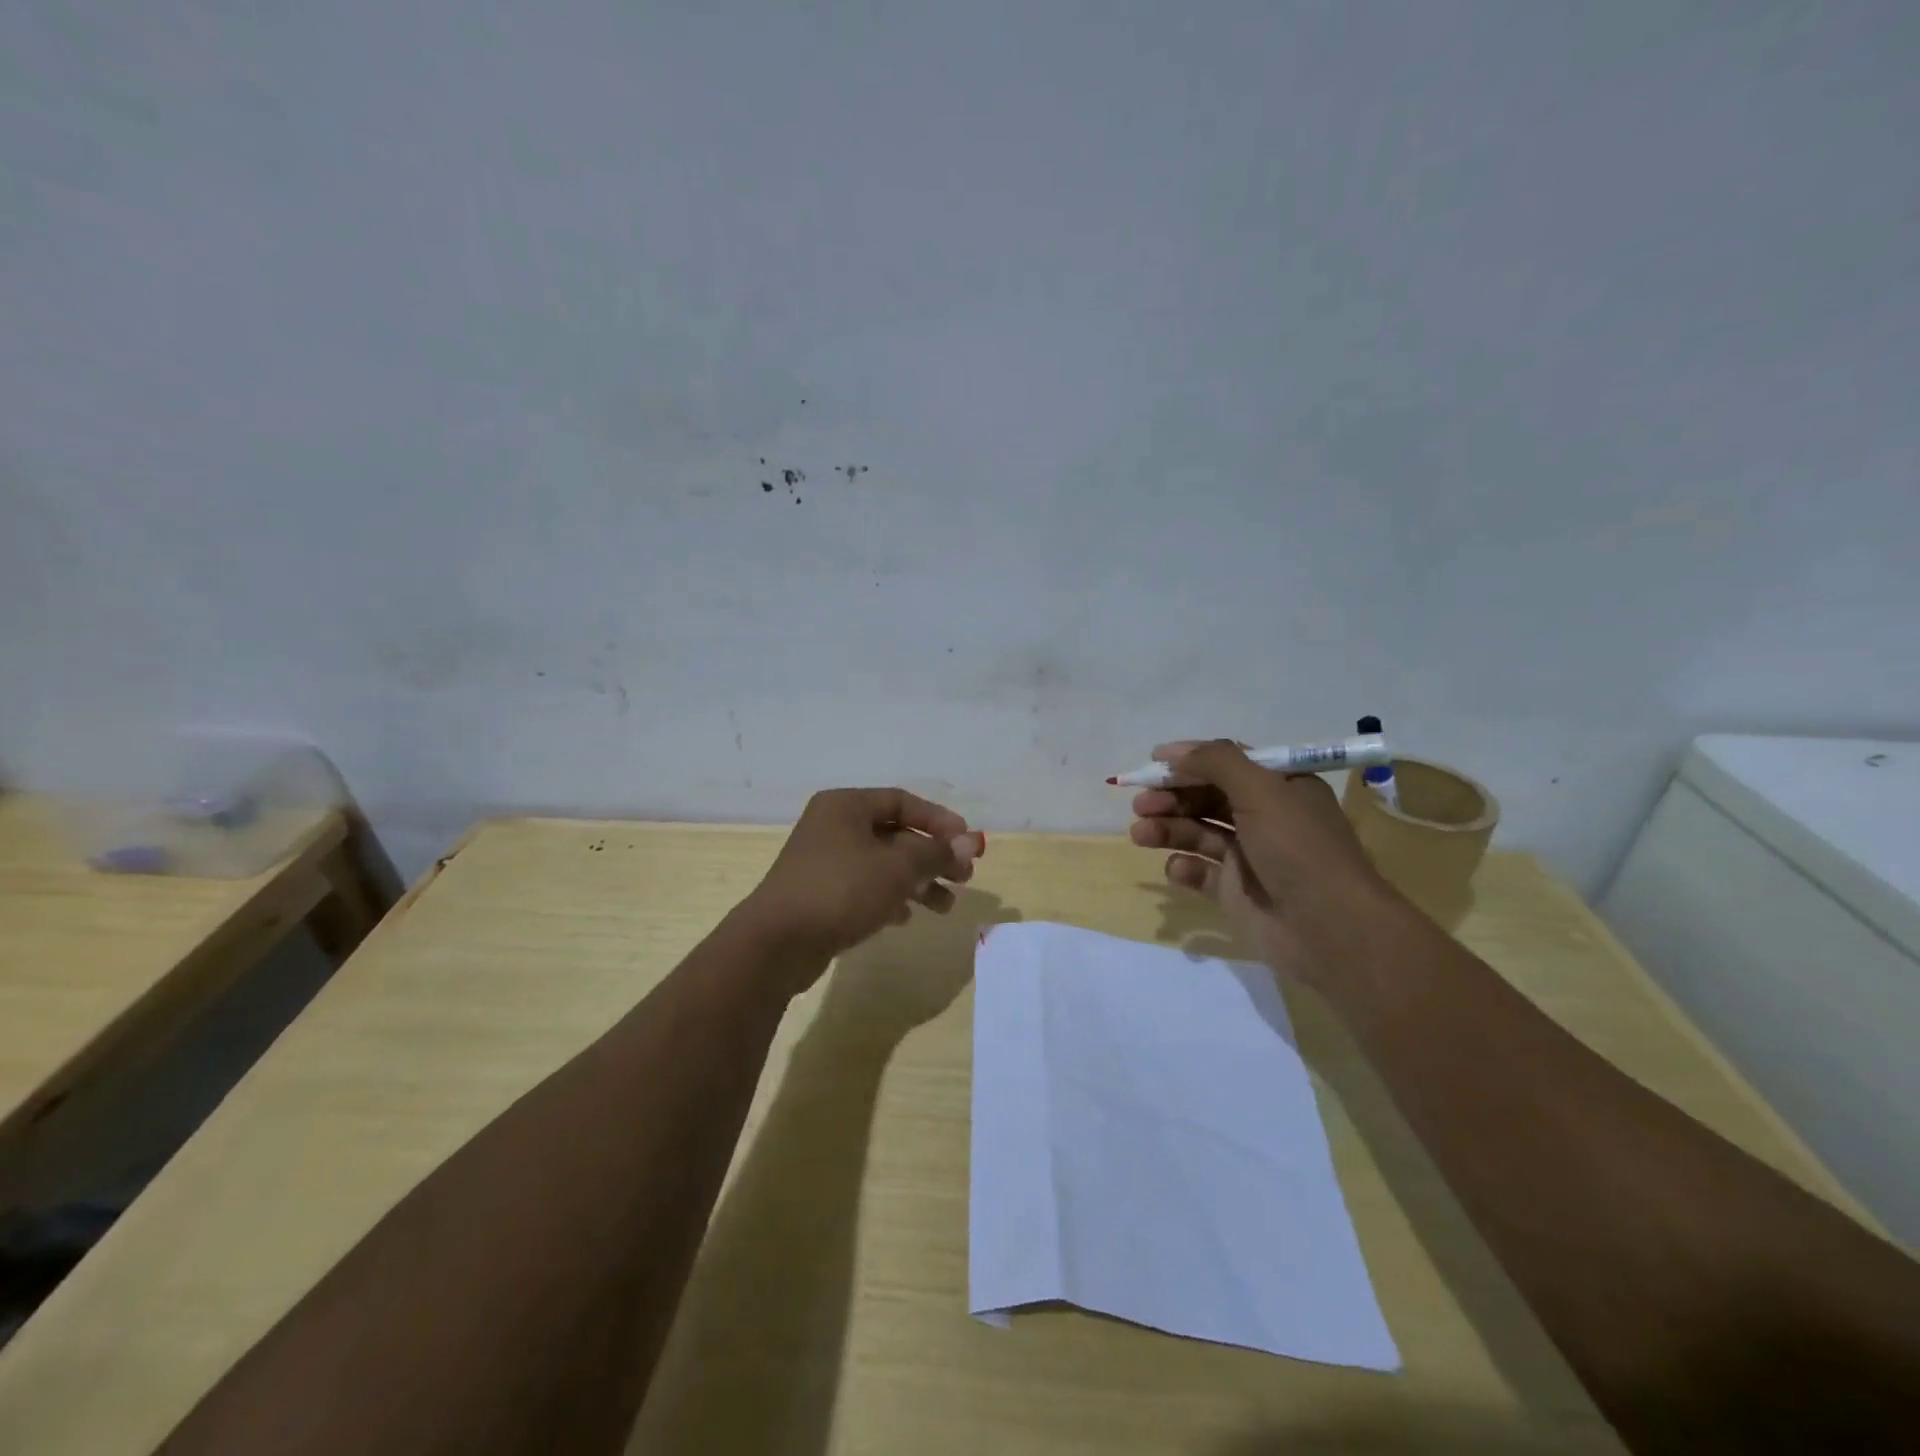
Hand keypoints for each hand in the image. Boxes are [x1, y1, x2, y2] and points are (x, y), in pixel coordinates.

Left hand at [737, 787, 984, 984]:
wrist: (778, 942)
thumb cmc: (841, 890)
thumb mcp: (897, 868)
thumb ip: (936, 853)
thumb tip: (971, 842)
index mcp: (846, 806)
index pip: (902, 801)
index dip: (939, 820)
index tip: (967, 842)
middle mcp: (833, 826)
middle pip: (895, 834)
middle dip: (932, 856)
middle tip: (964, 877)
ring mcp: (824, 861)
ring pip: (882, 864)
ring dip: (917, 882)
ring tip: (945, 907)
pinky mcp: (820, 894)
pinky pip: (864, 887)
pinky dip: (889, 898)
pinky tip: (908, 918)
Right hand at [1128, 740, 1398, 986]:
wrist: (1330, 929)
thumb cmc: (1299, 849)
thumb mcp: (1262, 791)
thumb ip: (1216, 762)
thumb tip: (1173, 752)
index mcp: (1280, 787)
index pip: (1228, 763)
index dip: (1191, 760)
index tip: (1153, 762)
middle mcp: (1264, 817)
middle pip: (1206, 797)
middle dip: (1172, 797)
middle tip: (1141, 804)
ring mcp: (1248, 856)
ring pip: (1198, 833)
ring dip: (1168, 829)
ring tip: (1141, 834)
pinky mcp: (1235, 891)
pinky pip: (1201, 872)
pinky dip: (1185, 867)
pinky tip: (1178, 869)